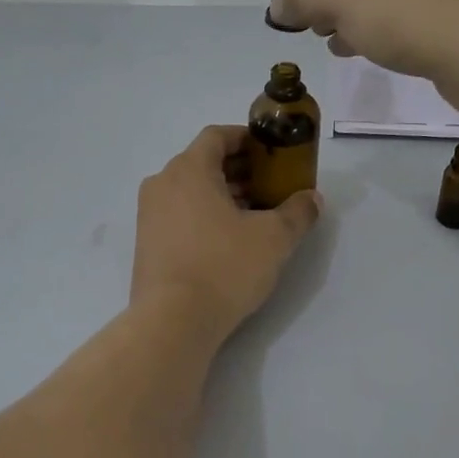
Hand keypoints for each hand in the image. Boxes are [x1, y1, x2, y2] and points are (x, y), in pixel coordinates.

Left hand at [132, 125, 320, 339]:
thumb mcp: (273, 238)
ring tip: (256, 216)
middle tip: (271, 187)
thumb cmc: (224, 267)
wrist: (172, 322)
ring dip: (223, 195)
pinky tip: (229, 241)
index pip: (217, 136)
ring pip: (191, 191)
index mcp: (188, 169)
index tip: (271, 153)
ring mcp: (149, 215)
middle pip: (203, 163)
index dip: (246, 139)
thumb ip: (297, 212)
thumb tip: (311, 198)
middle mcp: (162, 184)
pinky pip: (179, 214)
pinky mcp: (146, 243)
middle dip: (239, 171)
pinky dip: (204, 216)